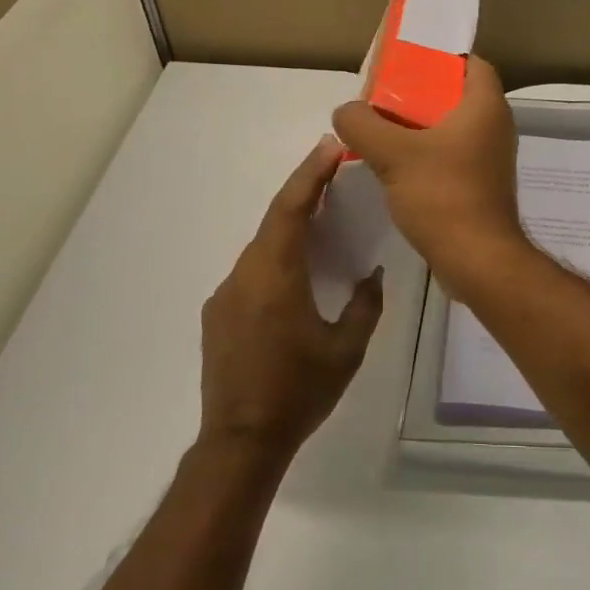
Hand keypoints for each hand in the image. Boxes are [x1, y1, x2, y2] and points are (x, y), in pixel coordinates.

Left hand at [200, 137, 384, 458]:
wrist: (240, 442)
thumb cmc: (299, 392)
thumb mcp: (347, 349)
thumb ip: (365, 304)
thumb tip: (371, 275)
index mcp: (275, 275)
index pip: (290, 208)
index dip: (310, 174)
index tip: (329, 147)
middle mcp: (244, 275)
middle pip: (274, 221)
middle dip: (303, 194)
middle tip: (333, 176)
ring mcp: (225, 294)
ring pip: (262, 247)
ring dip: (290, 229)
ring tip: (321, 225)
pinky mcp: (218, 314)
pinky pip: (251, 272)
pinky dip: (275, 259)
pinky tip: (295, 278)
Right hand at [331, 56, 530, 293]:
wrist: (477, 261)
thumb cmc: (443, 196)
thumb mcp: (393, 154)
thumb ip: (362, 124)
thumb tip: (345, 112)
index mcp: (485, 106)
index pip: (469, 63)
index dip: (438, 58)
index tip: (403, 64)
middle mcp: (493, 127)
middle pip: (453, 95)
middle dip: (416, 93)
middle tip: (379, 97)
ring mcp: (487, 158)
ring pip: (448, 128)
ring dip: (415, 127)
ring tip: (377, 129)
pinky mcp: (478, 184)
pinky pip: (448, 155)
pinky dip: (422, 154)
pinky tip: (391, 165)